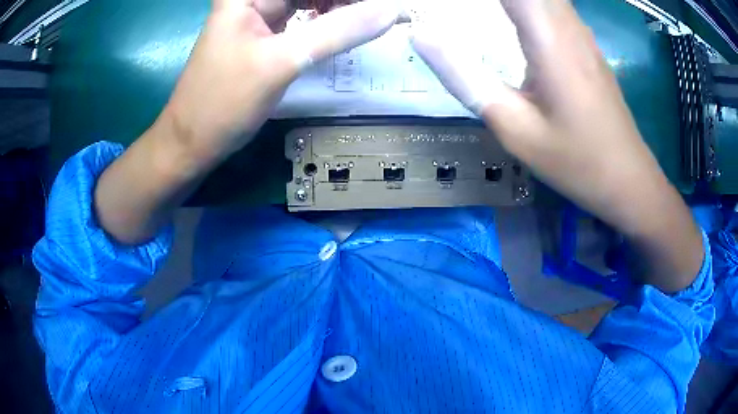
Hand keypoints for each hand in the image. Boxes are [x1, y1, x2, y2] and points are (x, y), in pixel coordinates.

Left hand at [162, 0, 400, 169]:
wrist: (193, 141)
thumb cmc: (223, 102)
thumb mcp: (282, 62)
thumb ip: (338, 32)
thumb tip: (391, 10)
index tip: (384, 6)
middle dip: (347, 1)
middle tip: (381, 13)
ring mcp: (259, 13)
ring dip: (341, 6)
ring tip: (369, 19)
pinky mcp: (265, 31)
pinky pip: (304, 14)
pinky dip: (327, 19)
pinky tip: (345, 27)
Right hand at [411, 0, 703, 291]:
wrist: (628, 180)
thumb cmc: (575, 161)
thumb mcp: (514, 128)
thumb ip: (465, 78)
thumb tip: (421, 37)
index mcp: (548, 39)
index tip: (444, 3)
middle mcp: (567, 25)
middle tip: (455, 8)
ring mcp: (581, 33)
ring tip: (476, 10)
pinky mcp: (586, 44)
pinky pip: (553, 4)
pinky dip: (527, 3)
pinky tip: (510, 13)